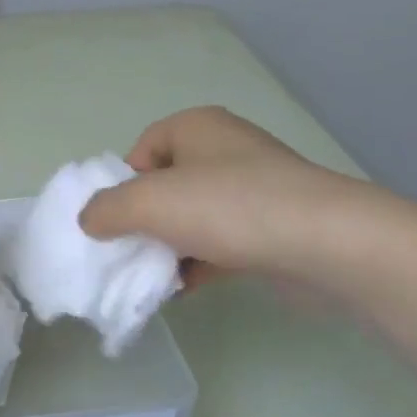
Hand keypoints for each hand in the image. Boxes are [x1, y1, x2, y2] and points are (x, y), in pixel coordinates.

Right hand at [78, 106, 368, 288]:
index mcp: (197, 127)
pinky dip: (199, 264)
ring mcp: (254, 191)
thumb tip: (90, 220)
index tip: (118, 218)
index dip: (123, 183)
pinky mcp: (272, 229)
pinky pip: (221, 243)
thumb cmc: (229, 206)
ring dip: (169, 247)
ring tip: (153, 277)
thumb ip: (107, 209)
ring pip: (193, 218)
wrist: (326, 245)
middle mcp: (226, 151)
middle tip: (130, 251)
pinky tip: (184, 289)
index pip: (143, 149)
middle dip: (144, 221)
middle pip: (166, 185)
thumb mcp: (149, 202)